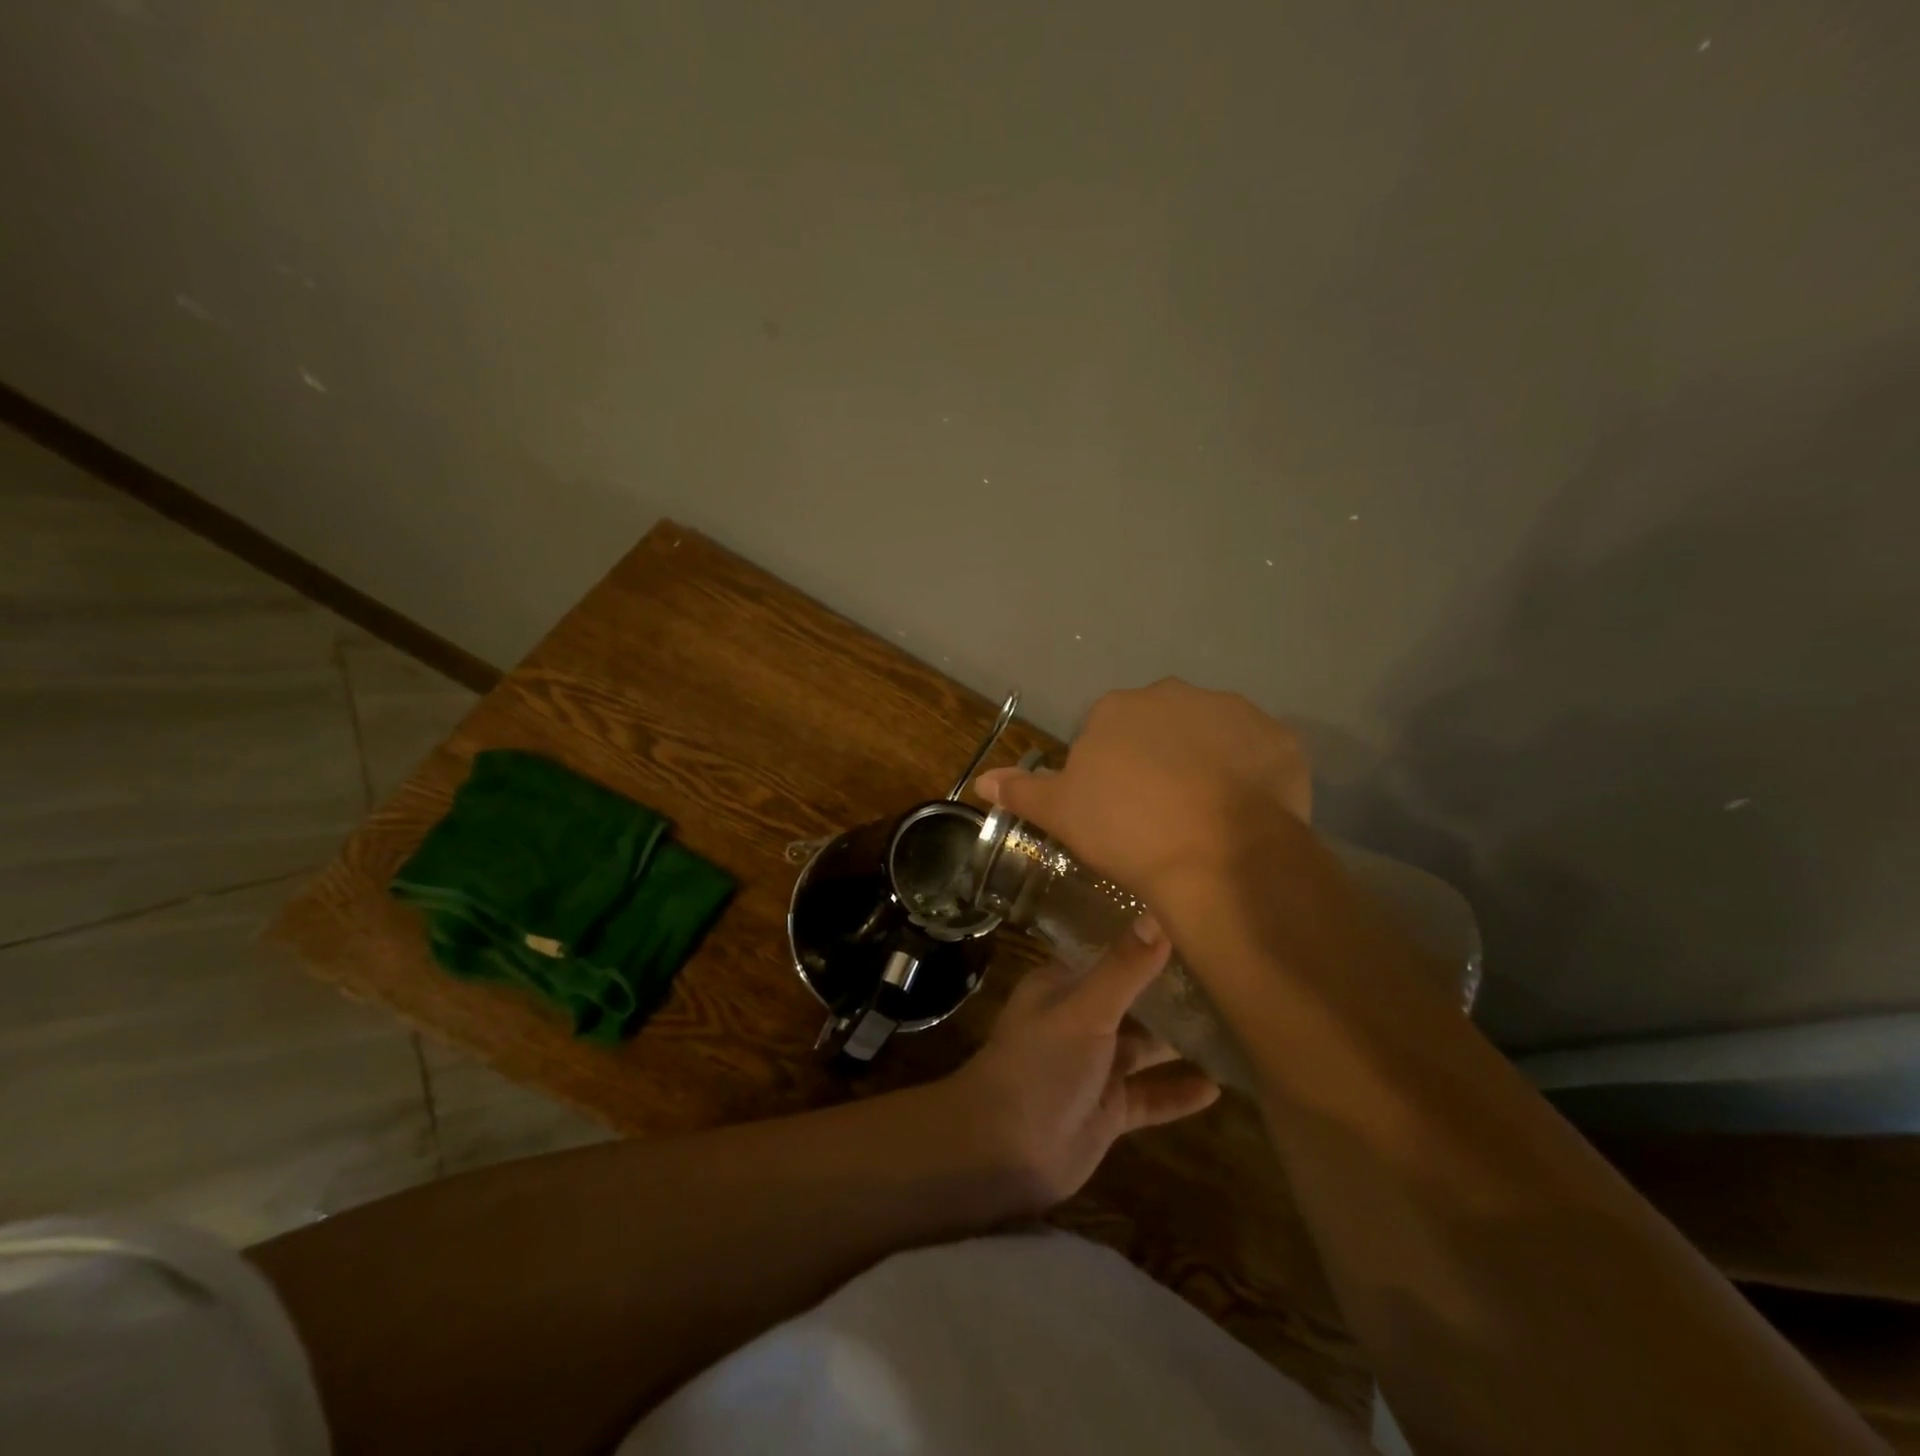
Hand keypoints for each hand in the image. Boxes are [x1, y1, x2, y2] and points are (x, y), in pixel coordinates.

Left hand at [940, 927, 1220, 1212]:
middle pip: (1132, 1000)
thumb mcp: (1085, 1010)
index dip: (1147, 943)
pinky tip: (1219, 1087)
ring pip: (1144, 1048)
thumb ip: (1124, 969)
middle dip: (1171, 993)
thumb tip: (1159, 915)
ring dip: (1180, 1041)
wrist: (1003, 1150)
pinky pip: (1151, 1096)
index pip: (1110, 955)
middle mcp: (1079, 1020)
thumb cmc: (1040, 1064)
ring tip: (1235, 1026)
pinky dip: (1179, 1092)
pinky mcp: (1108, 1110)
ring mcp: (1094, 1067)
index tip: (1195, 929)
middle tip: (1230, 976)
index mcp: (1063, 986)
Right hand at [975, 679, 1312, 903]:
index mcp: (1117, 708)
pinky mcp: (1279, 737)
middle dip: (1159, 759)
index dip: (1112, 773)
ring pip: (1211, 736)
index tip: (1119, 810)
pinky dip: (1251, 775)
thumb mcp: (1062, 814)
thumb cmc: (1126, 830)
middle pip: (1160, 727)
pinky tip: (1244, 813)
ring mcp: (1232, 711)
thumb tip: (981, 780)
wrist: (1216, 855)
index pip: (1107, 734)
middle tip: (1161, 812)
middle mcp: (1173, 694)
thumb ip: (1022, 790)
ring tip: (1207, 816)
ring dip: (1206, 763)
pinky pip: (1258, 753)